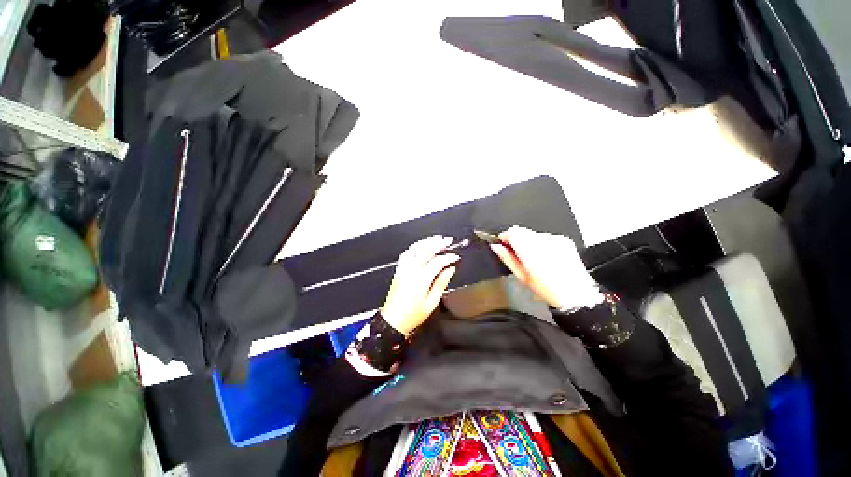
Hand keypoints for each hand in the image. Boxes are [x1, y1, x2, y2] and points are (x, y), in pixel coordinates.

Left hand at [381, 235, 459, 334]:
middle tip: (448, 240)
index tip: (456, 257)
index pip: (437, 262)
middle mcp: (411, 271)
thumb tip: (450, 270)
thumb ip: (441, 283)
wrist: (393, 320)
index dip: (448, 257)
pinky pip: (406, 254)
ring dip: (426, 242)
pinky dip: (415, 247)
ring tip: (436, 238)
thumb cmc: (413, 315)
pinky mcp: (398, 270)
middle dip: (438, 244)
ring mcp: (403, 269)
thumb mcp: (431, 302)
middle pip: (425, 251)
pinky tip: (421, 245)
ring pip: (415, 249)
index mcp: (421, 280)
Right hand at [490, 226, 602, 310]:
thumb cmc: (548, 290)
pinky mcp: (564, 240)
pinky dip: (541, 244)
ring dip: (529, 242)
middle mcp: (543, 241)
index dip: (505, 237)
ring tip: (533, 258)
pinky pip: (546, 237)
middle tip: (517, 254)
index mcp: (530, 250)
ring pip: (533, 234)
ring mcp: (555, 239)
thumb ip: (507, 258)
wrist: (576, 294)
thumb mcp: (522, 276)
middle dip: (516, 239)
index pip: (512, 232)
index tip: (503, 244)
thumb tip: (496, 246)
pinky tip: (545, 257)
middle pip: (522, 231)